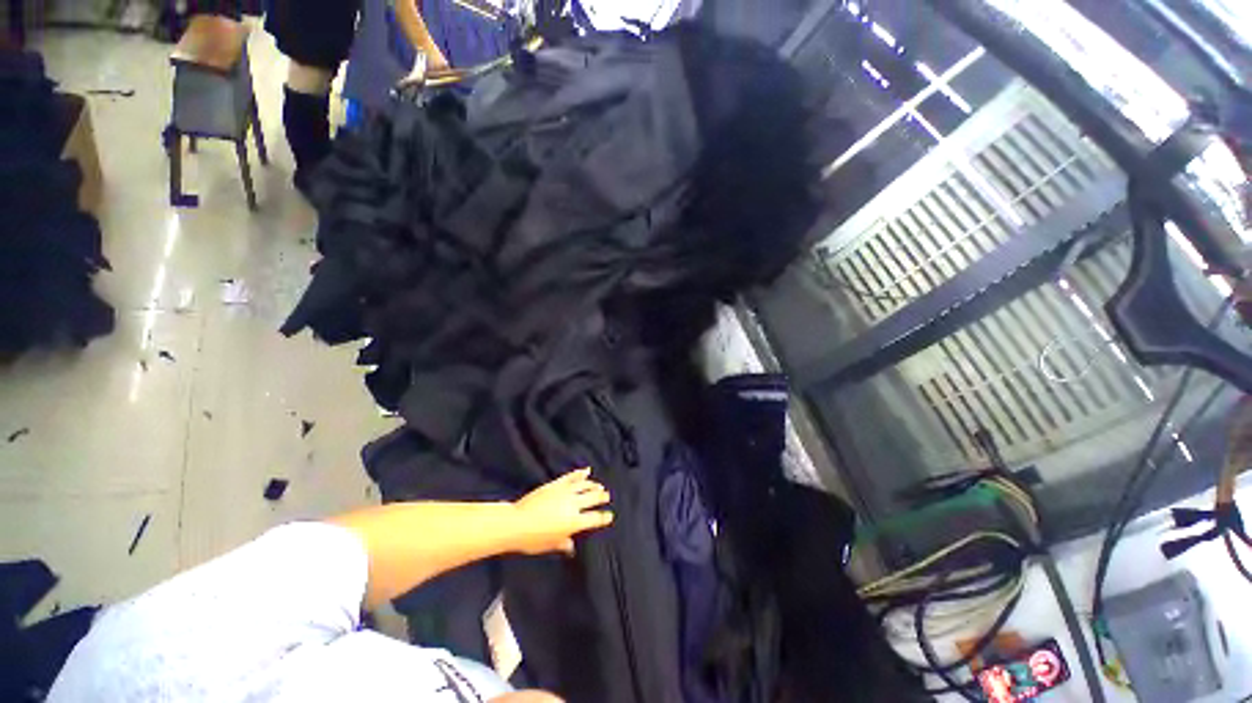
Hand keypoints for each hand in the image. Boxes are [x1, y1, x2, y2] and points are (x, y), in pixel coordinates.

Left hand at [512, 468, 612, 555]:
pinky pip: (571, 476)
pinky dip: (580, 473)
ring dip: (594, 485)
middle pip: (593, 498)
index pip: (595, 519)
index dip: (604, 518)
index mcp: (575, 522)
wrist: (516, 522)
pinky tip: (586, 470)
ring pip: (585, 485)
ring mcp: (565, 492)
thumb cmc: (533, 539)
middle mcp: (573, 505)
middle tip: (607, 496)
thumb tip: (571, 547)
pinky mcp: (556, 484)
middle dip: (602, 497)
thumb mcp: (550, 545)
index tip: (610, 516)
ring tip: (599, 486)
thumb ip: (563, 544)